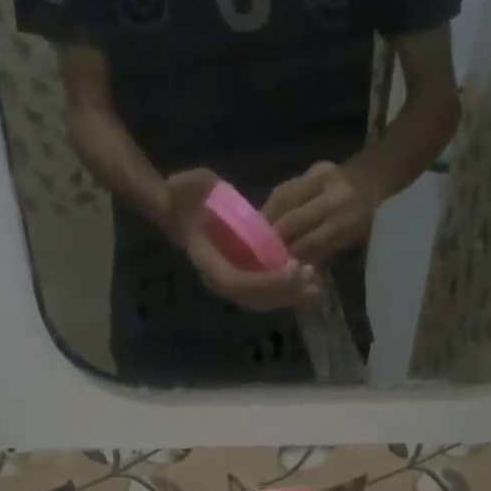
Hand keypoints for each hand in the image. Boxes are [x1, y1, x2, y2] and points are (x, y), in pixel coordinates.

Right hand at [167, 169, 322, 313]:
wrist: (181, 203)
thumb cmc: (183, 195)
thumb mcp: (178, 190)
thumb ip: (182, 197)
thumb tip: (174, 193)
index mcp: (205, 261)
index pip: (236, 283)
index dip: (265, 281)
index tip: (292, 265)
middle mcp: (218, 278)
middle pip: (254, 298)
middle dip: (284, 291)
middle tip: (311, 276)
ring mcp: (232, 278)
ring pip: (264, 299)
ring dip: (291, 294)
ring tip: (316, 283)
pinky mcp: (245, 273)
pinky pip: (268, 291)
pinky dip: (289, 288)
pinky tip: (308, 279)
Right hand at [263, 161, 379, 263]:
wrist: (378, 181)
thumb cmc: (368, 222)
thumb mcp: (353, 244)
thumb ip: (323, 253)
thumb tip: (294, 266)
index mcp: (350, 220)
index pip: (309, 243)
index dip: (290, 258)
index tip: (275, 271)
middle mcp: (335, 196)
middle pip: (292, 221)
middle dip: (274, 241)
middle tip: (260, 257)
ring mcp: (322, 177)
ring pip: (282, 202)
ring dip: (267, 222)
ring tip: (256, 239)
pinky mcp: (312, 168)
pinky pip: (283, 190)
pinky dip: (271, 207)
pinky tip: (263, 221)